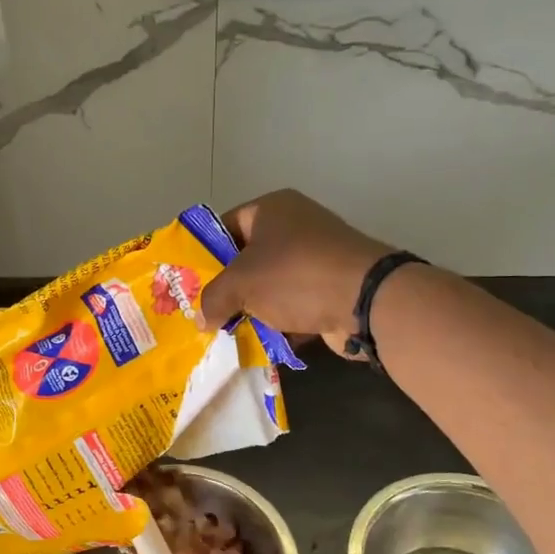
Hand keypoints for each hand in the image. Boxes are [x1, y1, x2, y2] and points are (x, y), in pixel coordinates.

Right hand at [199, 190, 393, 355]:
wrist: (366, 301)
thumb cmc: (294, 276)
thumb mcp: (240, 284)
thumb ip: (213, 299)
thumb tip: (202, 319)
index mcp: (272, 209)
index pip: (225, 226)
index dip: (205, 254)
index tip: (188, 283)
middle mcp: (296, 226)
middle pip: (248, 258)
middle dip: (227, 288)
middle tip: (204, 312)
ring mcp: (317, 258)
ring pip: (270, 285)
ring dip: (252, 309)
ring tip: (227, 333)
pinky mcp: (331, 288)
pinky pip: (294, 305)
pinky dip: (279, 323)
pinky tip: (260, 343)